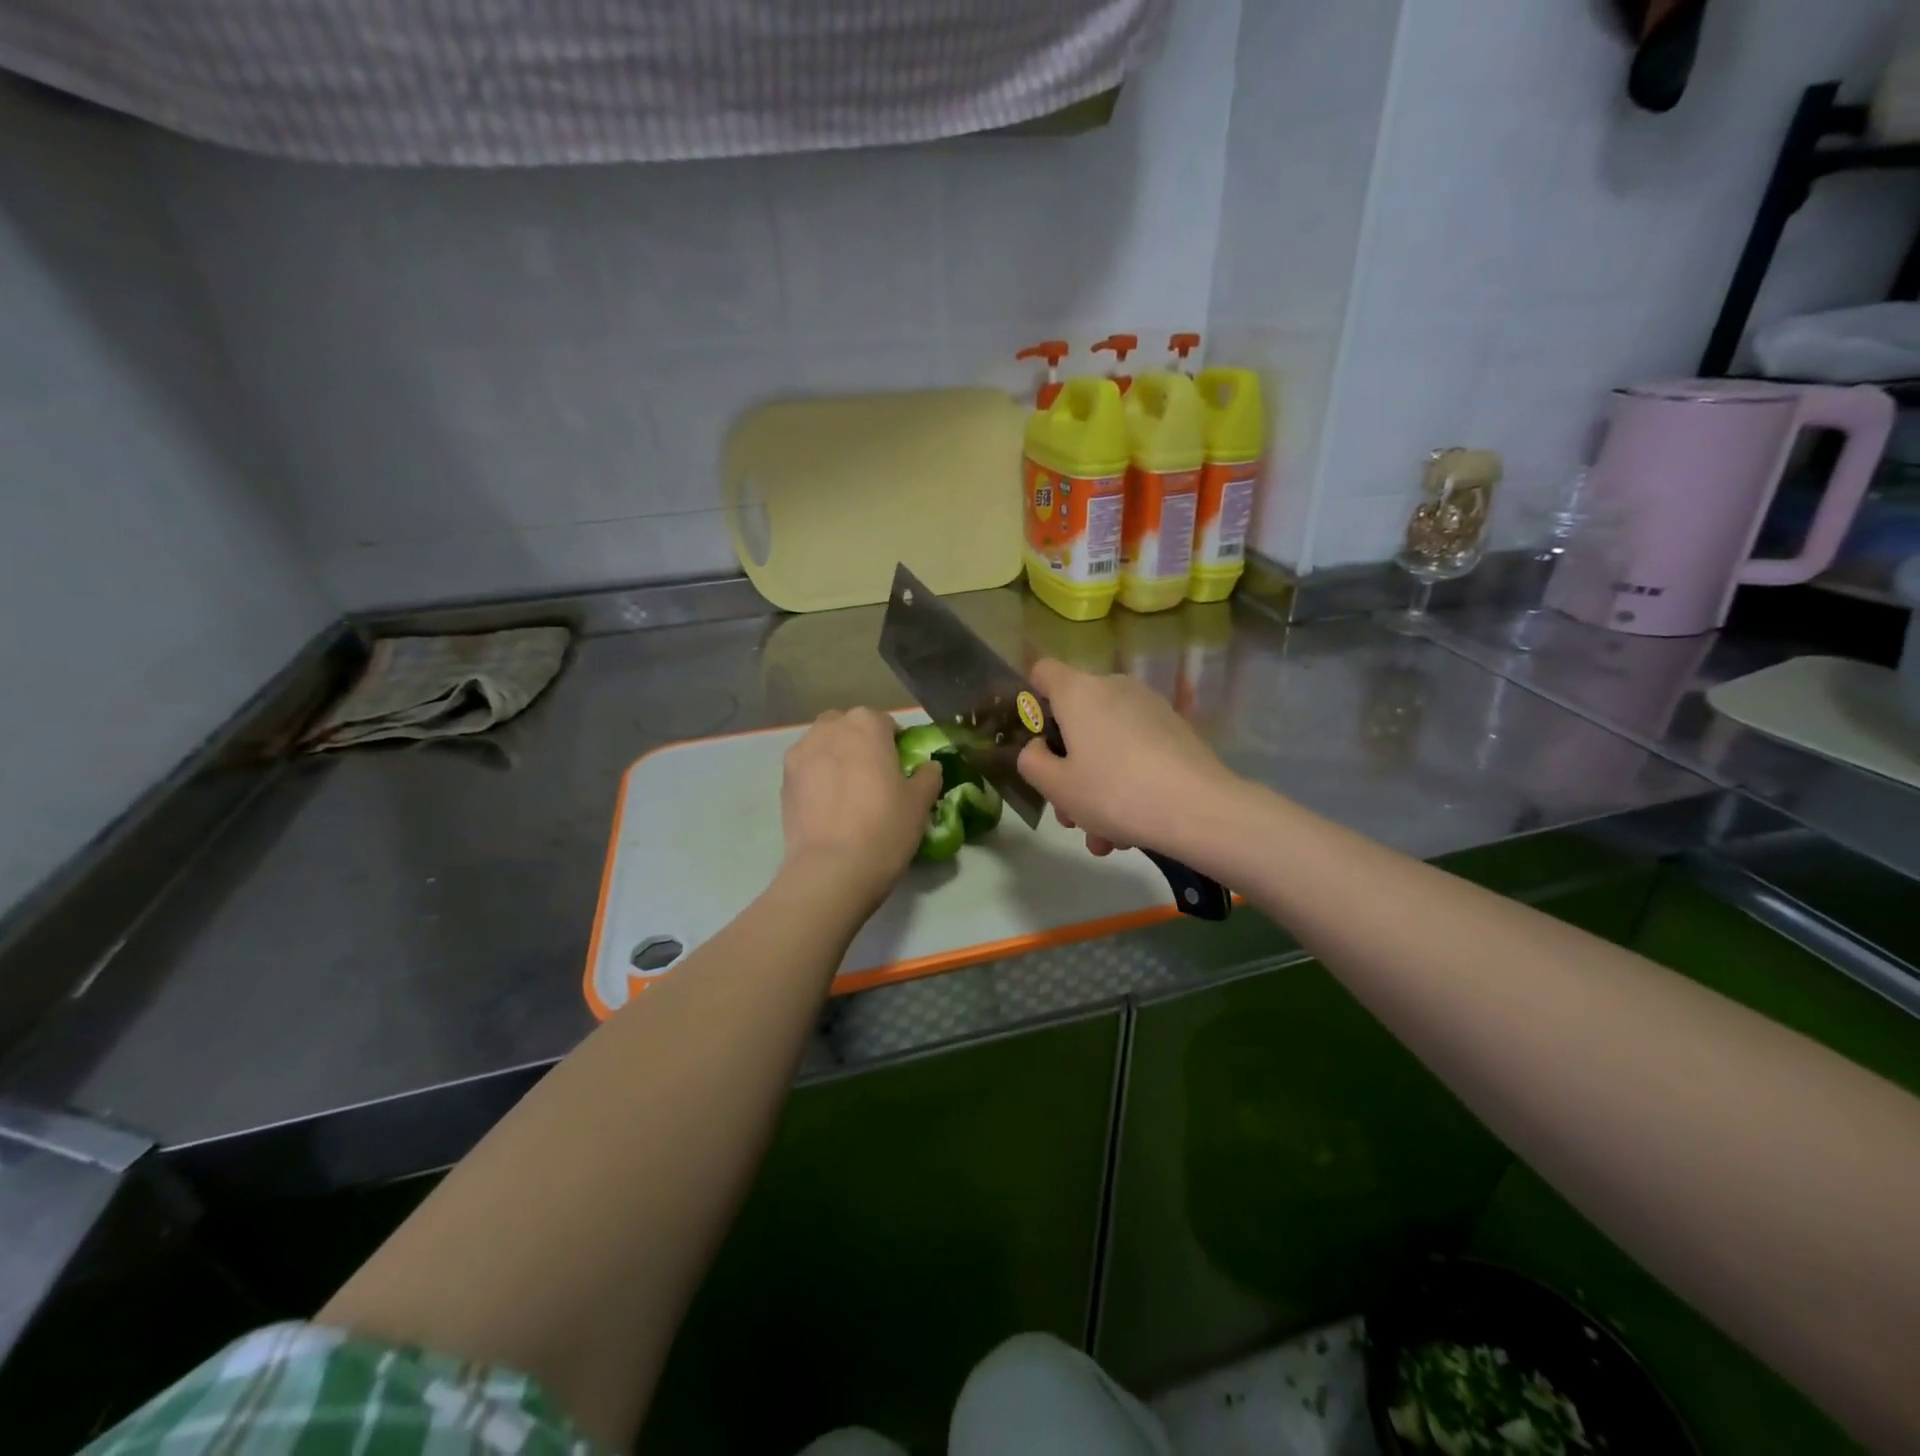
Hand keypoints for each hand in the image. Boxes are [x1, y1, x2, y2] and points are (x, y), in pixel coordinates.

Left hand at [781, 708, 942, 898]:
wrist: (832, 868)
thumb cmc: (885, 827)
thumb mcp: (920, 802)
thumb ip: (927, 776)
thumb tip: (927, 767)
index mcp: (866, 724)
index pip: (885, 723)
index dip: (894, 744)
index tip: (900, 768)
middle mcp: (830, 728)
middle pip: (848, 727)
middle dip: (859, 743)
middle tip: (873, 777)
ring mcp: (801, 752)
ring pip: (823, 744)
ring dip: (835, 757)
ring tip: (847, 791)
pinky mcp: (783, 780)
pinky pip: (806, 768)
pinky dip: (817, 778)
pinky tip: (828, 806)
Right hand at [1016, 659, 1238, 857]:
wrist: (1199, 809)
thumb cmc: (1113, 792)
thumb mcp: (1056, 786)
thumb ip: (1031, 761)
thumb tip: (1039, 749)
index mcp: (1078, 692)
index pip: (1042, 671)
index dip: (1031, 700)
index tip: (1035, 741)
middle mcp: (1114, 688)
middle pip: (1076, 719)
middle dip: (1067, 767)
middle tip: (1069, 814)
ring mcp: (1150, 708)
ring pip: (1107, 744)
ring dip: (1097, 788)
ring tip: (1103, 840)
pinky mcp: (1176, 731)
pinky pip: (1136, 753)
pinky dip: (1127, 784)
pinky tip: (1130, 832)